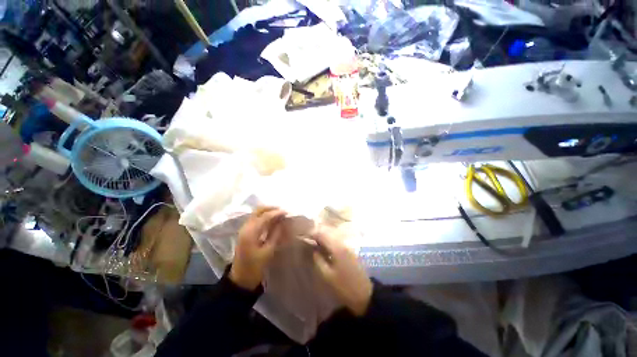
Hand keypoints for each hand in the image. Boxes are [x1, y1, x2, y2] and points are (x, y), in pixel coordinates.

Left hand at [230, 207, 286, 290]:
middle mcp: (245, 227)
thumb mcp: (268, 251)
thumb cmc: (255, 266)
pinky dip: (264, 216)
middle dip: (271, 208)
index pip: (265, 216)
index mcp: (250, 232)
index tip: (287, 212)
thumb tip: (283, 222)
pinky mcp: (245, 232)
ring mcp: (244, 229)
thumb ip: (276, 234)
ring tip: (279, 214)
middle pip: (258, 210)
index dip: (276, 213)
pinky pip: (255, 219)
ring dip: (267, 211)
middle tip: (282, 211)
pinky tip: (272, 220)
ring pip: (256, 213)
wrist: (241, 278)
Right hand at [312, 227, 372, 315]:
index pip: (322, 233)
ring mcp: (347, 246)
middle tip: (306, 239)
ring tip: (312, 243)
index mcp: (337, 247)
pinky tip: (323, 247)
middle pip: (327, 232)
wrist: (364, 294)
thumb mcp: (327, 275)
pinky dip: (328, 241)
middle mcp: (342, 243)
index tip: (302, 236)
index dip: (311, 233)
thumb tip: (313, 249)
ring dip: (322, 237)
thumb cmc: (344, 286)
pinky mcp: (349, 250)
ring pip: (332, 235)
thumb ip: (318, 259)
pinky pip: (336, 241)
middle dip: (316, 233)